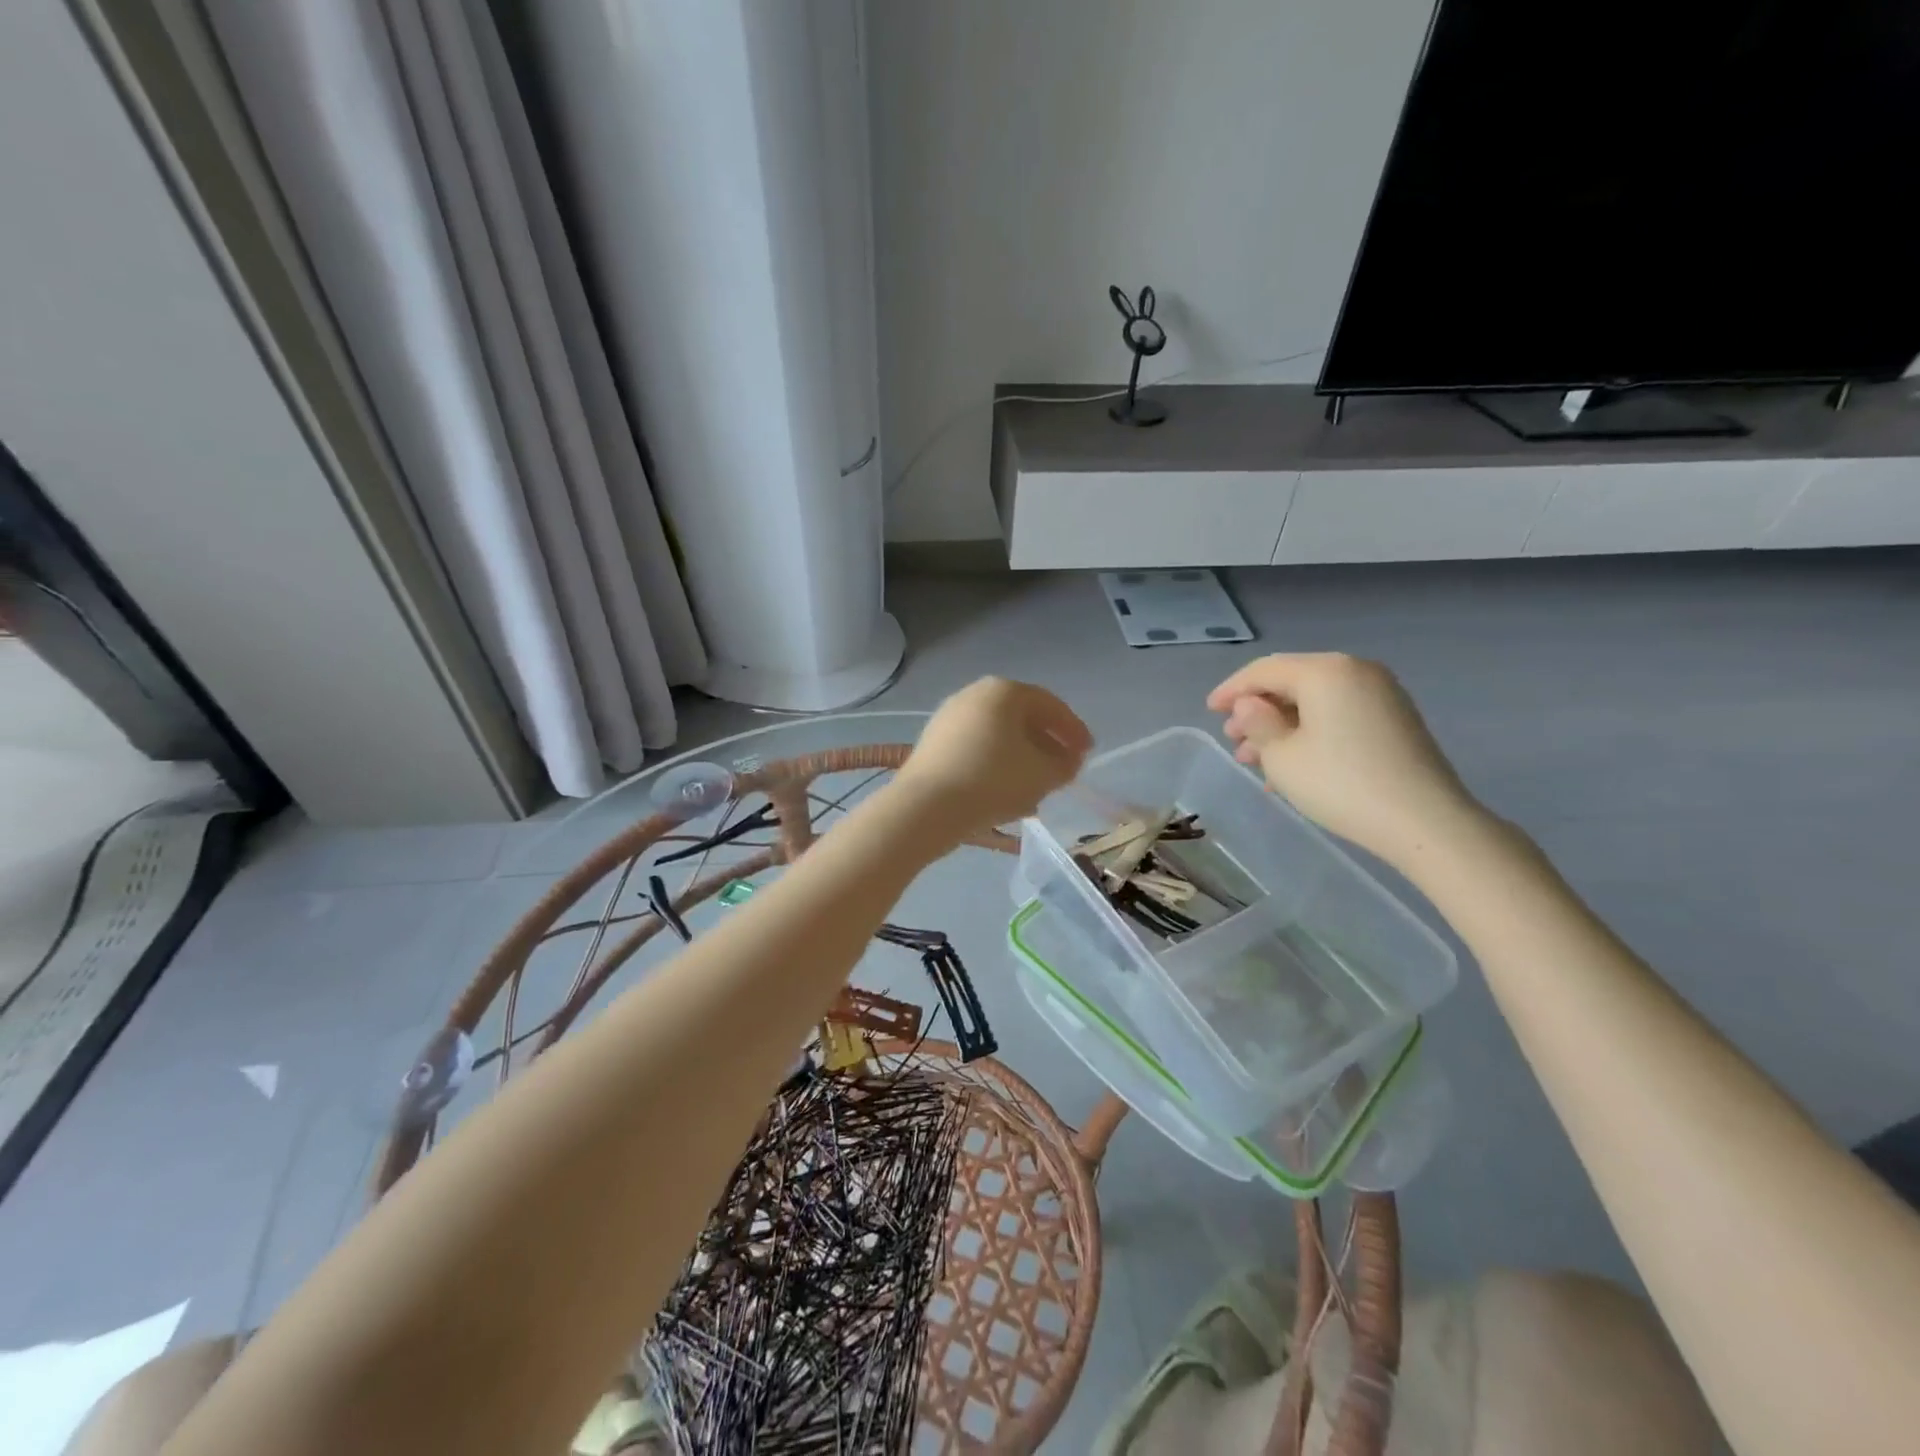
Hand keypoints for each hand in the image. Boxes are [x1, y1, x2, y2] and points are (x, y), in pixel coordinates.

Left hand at [893, 677, 1092, 836]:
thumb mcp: (1043, 775)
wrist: (926, 807)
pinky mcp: (933, 744)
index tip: (1087, 753)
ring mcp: (949, 718)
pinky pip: (976, 749)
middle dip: (1046, 744)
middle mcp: (974, 695)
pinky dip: (996, 765)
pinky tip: (1005, 792)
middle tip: (1063, 768)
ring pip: (998, 736)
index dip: (1074, 730)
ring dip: (1021, 758)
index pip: (1050, 705)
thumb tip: (1067, 760)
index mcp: (1004, 691)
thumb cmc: (993, 781)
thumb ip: (1064, 764)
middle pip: (1021, 718)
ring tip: (1037, 787)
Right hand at [1207, 653, 1482, 867]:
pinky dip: (1309, 732)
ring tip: (1256, 759)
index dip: (1232, 689)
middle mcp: (1356, 671)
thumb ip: (1257, 723)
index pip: (1265, 670)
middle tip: (1233, 739)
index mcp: (1326, 671)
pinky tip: (1292, 763)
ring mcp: (1381, 694)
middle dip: (1258, 710)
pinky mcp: (1394, 719)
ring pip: (1315, 701)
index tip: (1209, 710)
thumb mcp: (1282, 756)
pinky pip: (1338, 714)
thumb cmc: (1340, 784)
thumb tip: (1249, 705)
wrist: (1424, 821)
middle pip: (1292, 682)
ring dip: (1281, 725)